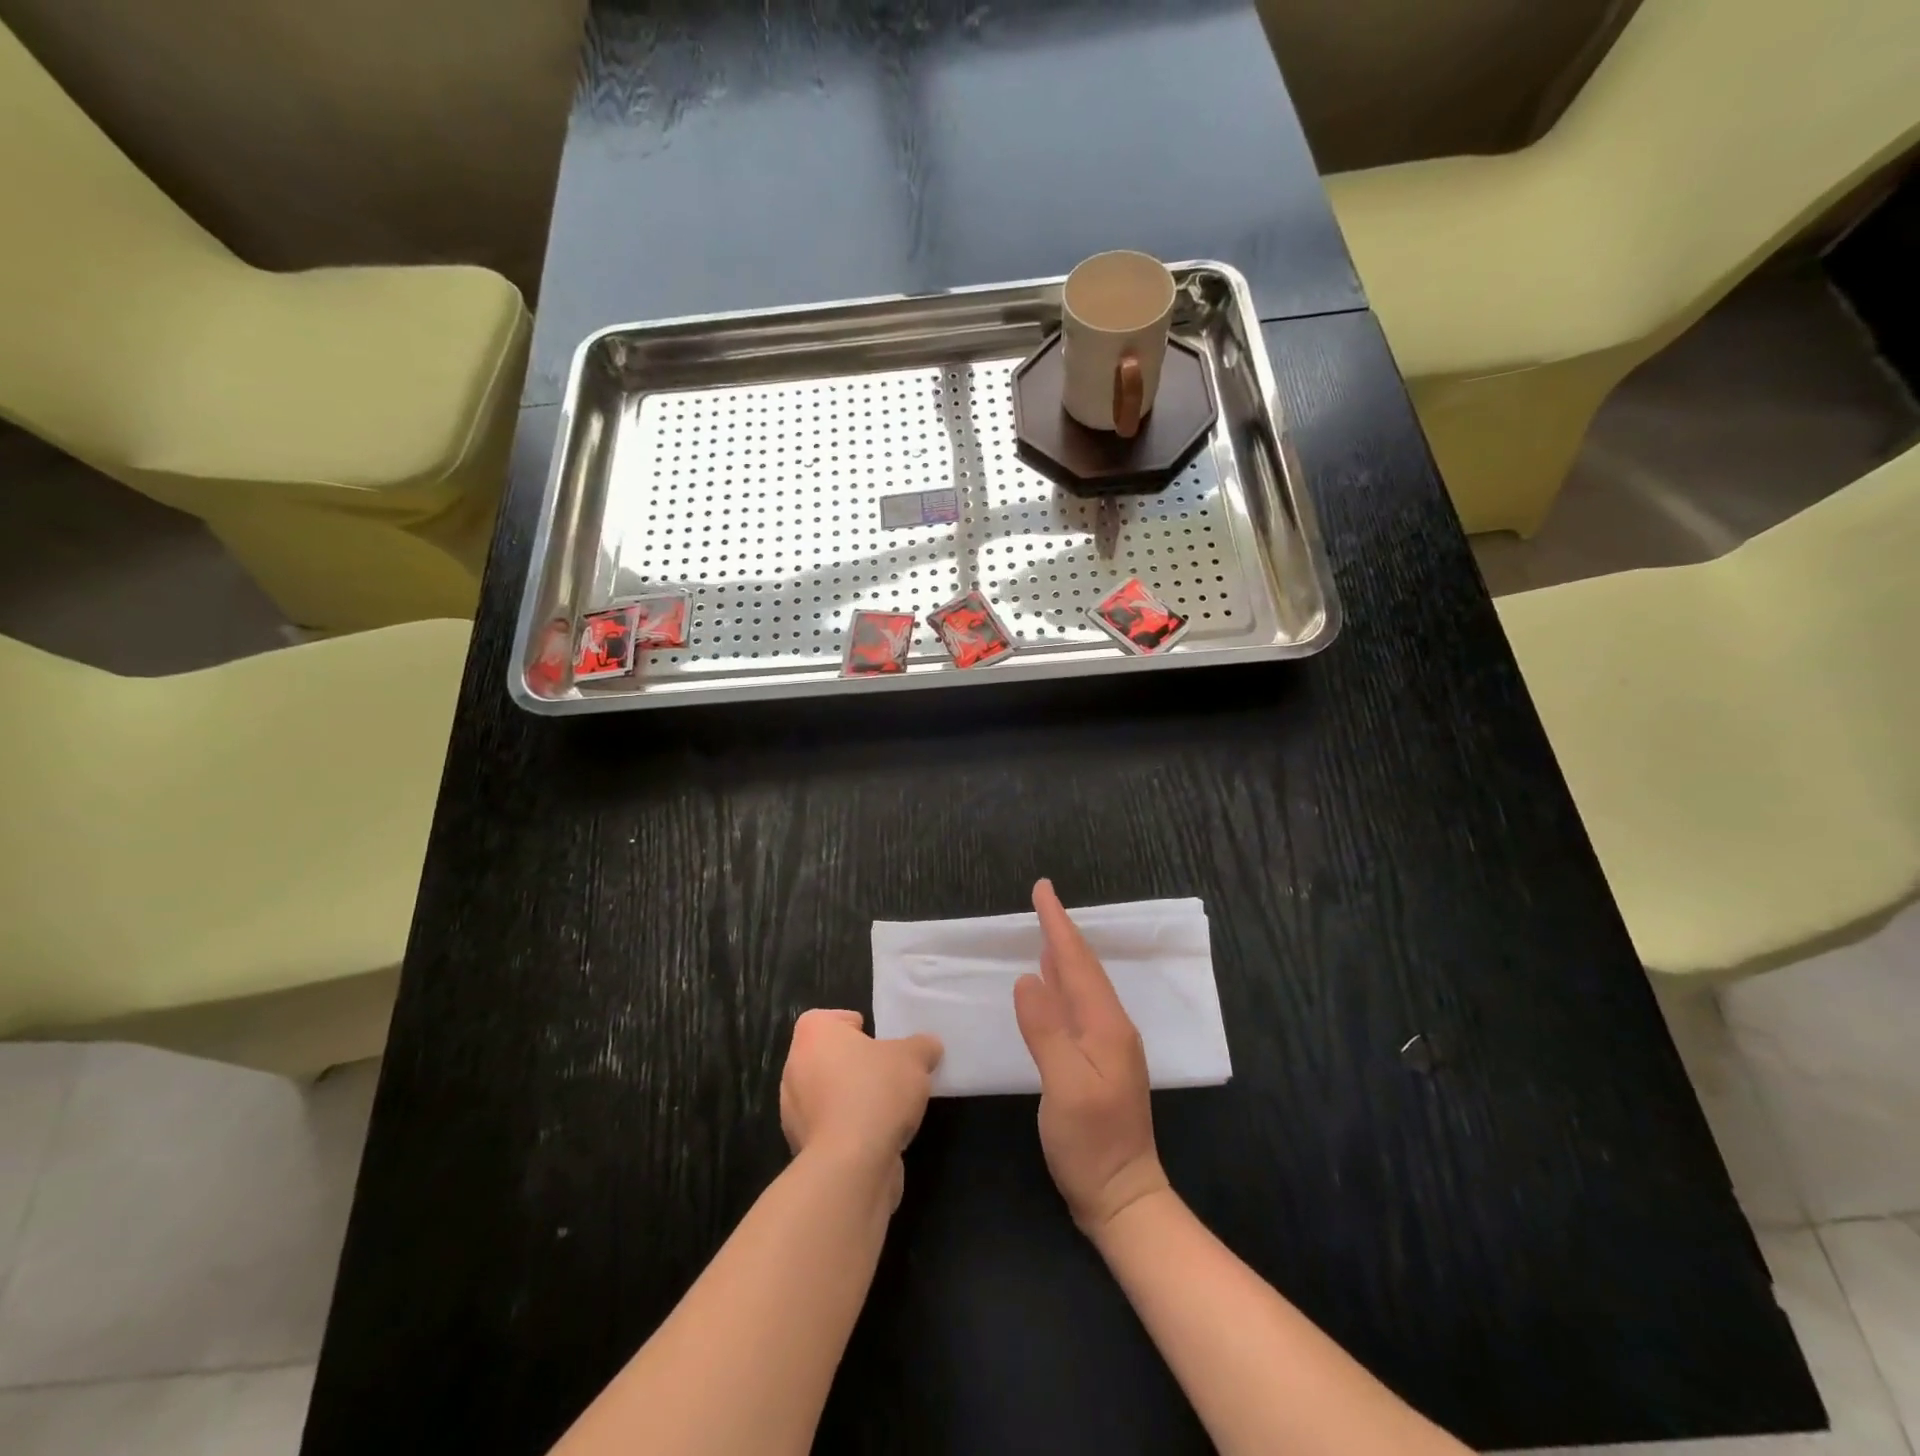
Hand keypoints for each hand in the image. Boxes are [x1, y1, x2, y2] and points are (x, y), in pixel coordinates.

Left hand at [779, 1010, 942, 1207]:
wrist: (852, 1165)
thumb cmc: (876, 1092)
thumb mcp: (914, 1058)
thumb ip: (922, 1046)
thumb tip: (928, 1047)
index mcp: (812, 1035)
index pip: (827, 1018)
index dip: (853, 1025)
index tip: (877, 1040)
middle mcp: (795, 1068)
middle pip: (828, 1057)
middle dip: (856, 1064)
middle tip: (888, 1071)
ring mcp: (793, 1112)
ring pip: (827, 1094)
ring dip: (852, 1098)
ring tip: (888, 1107)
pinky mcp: (802, 1148)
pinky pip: (830, 1127)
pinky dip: (849, 1129)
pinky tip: (877, 1136)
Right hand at [1014, 880, 1171, 1235]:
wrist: (1123, 1197)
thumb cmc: (1091, 1144)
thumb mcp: (1064, 1087)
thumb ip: (1047, 1030)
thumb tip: (1027, 979)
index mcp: (1106, 1026)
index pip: (1077, 963)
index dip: (1058, 925)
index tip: (1043, 890)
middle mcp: (1112, 1027)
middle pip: (1084, 968)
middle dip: (1062, 931)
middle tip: (1042, 900)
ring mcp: (1110, 1045)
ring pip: (1084, 985)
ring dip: (1064, 954)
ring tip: (1046, 930)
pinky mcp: (1101, 1061)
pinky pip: (1080, 1005)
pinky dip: (1064, 983)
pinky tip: (1053, 982)